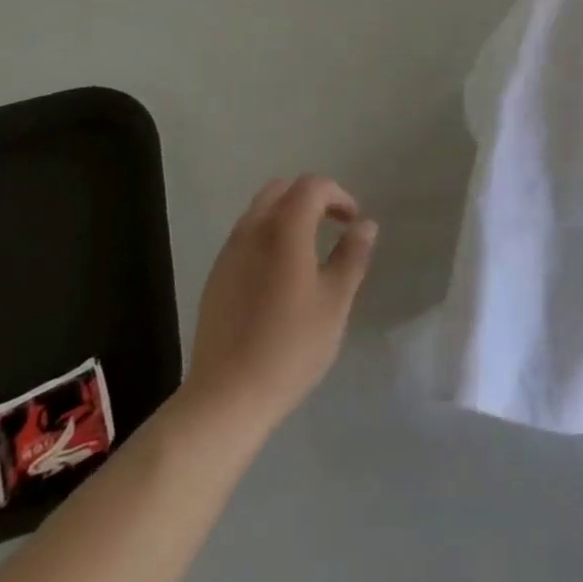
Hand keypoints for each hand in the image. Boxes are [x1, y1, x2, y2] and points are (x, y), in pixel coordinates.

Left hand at [184, 175, 377, 433]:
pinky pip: (245, 237)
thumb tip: (365, 224)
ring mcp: (230, 251)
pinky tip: (279, 276)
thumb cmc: (291, 346)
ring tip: (308, 251)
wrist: (227, 395)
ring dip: (287, 216)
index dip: (338, 195)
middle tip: (331, 226)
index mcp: (284, 228)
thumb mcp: (335, 302)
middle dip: (310, 198)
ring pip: (260, 211)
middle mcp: (253, 228)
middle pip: (282, 189)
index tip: (352, 222)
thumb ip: (351, 256)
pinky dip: (267, 237)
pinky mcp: (216, 275)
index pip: (312, 186)